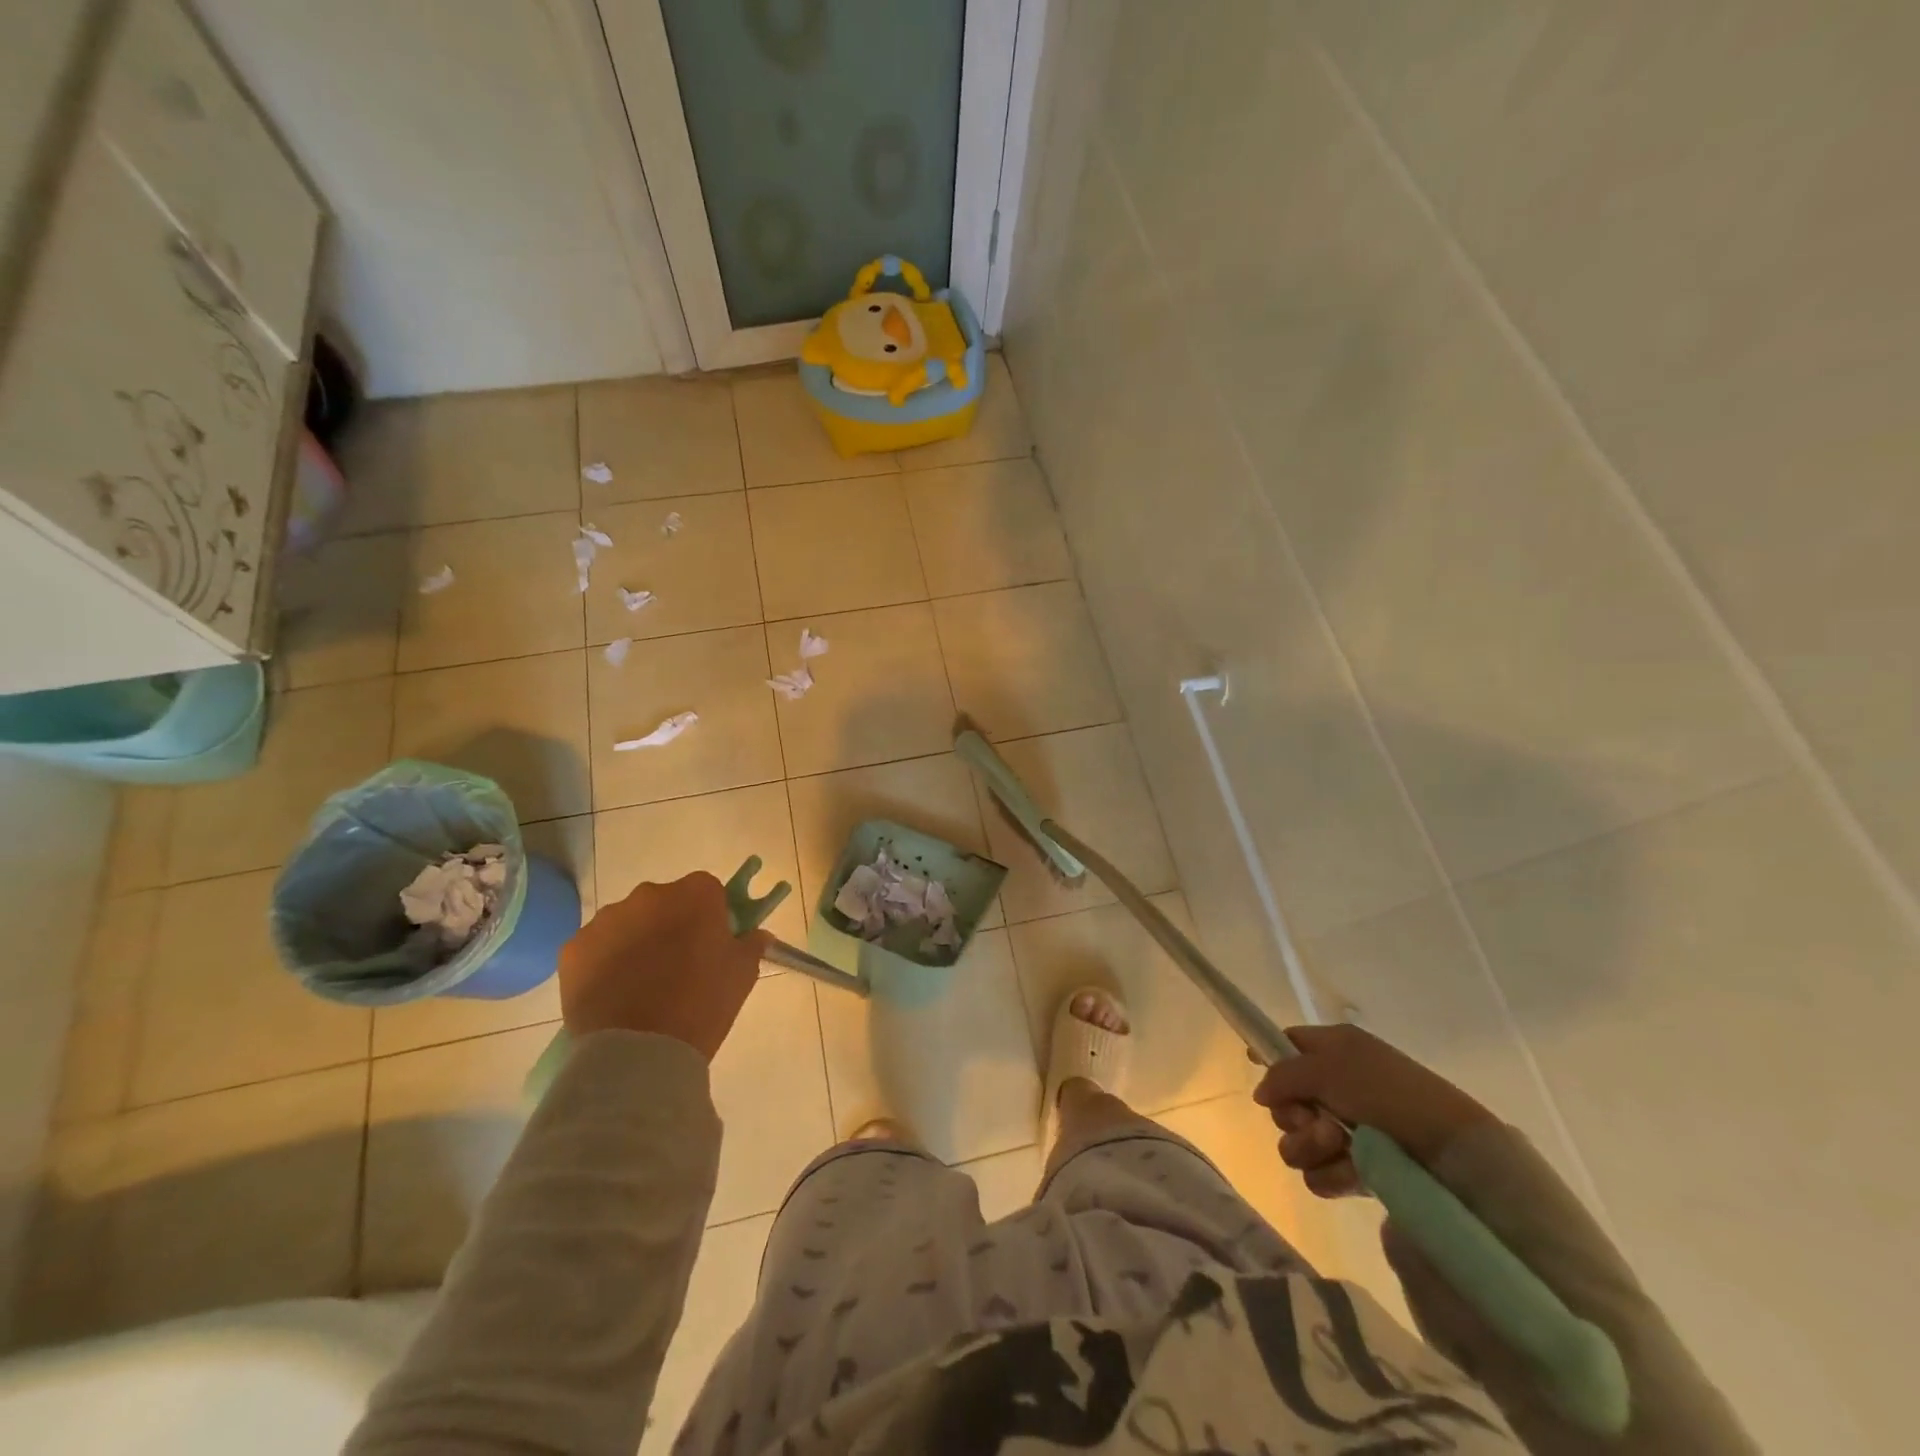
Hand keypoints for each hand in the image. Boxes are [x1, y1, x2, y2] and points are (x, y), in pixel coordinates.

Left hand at [558, 872, 769, 1060]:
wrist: (638, 1052)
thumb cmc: (702, 1005)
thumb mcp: (742, 974)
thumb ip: (751, 944)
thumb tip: (756, 934)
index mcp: (695, 894)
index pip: (708, 891)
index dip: (710, 916)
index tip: (711, 944)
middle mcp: (649, 895)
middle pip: (665, 903)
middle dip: (671, 925)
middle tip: (678, 966)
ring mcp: (607, 919)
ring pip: (629, 923)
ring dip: (637, 942)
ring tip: (642, 986)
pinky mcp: (574, 948)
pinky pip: (597, 947)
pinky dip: (605, 963)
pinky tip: (614, 994)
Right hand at [1252, 1024, 1494, 1197]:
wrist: (1451, 1153)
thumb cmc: (1388, 1093)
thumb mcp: (1330, 1068)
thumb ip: (1283, 1075)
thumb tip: (1261, 1094)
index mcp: (1335, 1050)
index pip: (1288, 1043)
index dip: (1269, 1056)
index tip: (1259, 1071)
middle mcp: (1337, 1086)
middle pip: (1285, 1101)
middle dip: (1294, 1115)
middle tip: (1318, 1119)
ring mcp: (1347, 1130)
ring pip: (1297, 1141)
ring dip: (1310, 1145)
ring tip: (1340, 1147)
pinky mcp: (1358, 1170)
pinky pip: (1319, 1173)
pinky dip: (1331, 1174)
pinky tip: (1353, 1174)